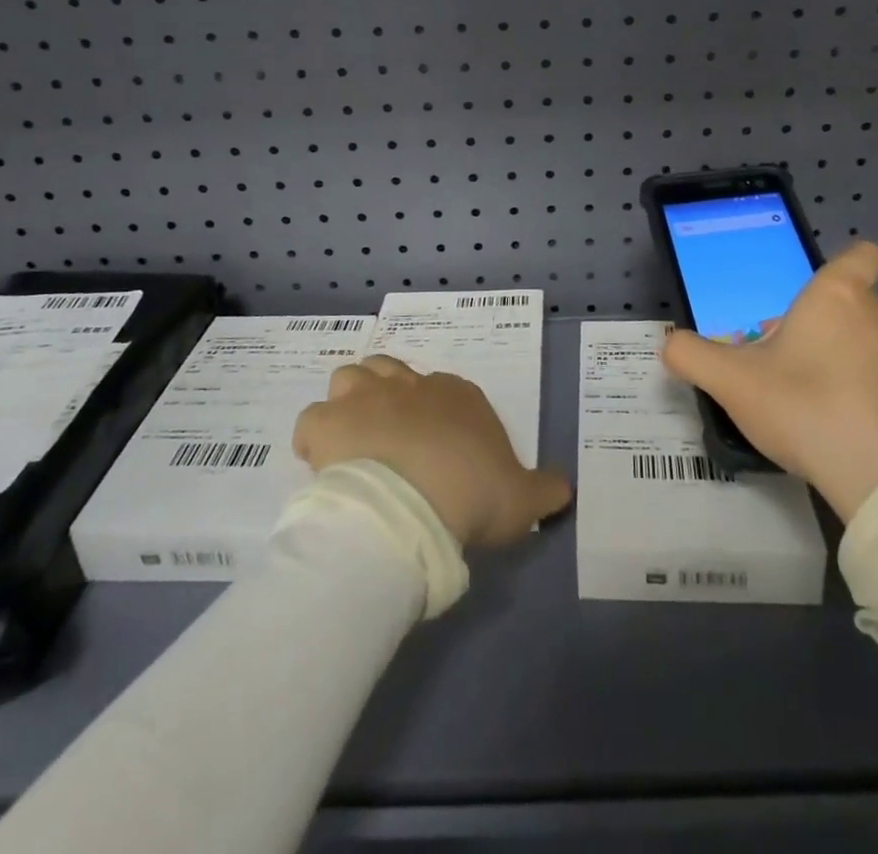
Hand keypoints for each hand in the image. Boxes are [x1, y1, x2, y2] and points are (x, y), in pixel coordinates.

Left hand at [293, 355, 571, 547]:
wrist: (414, 505)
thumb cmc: (472, 493)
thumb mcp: (523, 498)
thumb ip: (545, 489)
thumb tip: (565, 490)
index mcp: (457, 397)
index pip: (445, 393)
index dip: (438, 420)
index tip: (437, 456)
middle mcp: (410, 385)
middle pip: (392, 372)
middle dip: (388, 397)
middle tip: (390, 440)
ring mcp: (365, 397)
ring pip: (350, 377)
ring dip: (350, 403)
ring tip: (354, 442)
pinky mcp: (328, 422)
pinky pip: (312, 421)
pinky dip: (315, 439)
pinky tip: (323, 465)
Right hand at [660, 241, 877, 521]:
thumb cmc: (805, 409)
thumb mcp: (731, 382)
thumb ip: (692, 355)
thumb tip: (669, 344)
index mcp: (836, 298)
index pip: (858, 255)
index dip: (845, 264)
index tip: (819, 293)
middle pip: (854, 306)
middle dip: (824, 327)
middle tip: (791, 364)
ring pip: (875, 347)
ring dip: (850, 363)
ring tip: (821, 404)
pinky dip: (877, 400)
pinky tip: (855, 433)